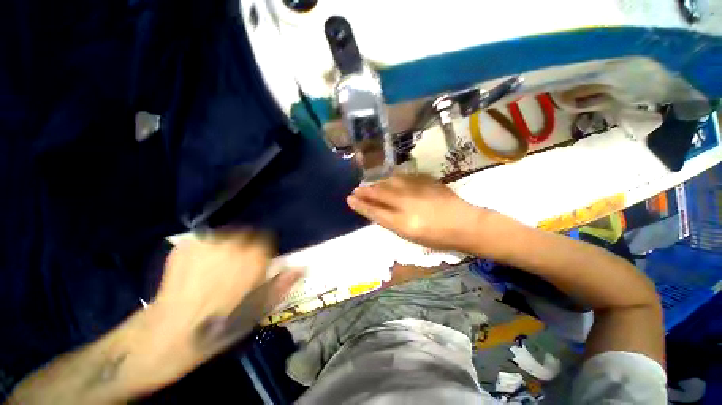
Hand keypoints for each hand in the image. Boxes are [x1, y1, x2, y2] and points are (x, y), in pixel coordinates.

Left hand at [152, 231, 301, 361]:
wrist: (169, 336)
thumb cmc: (221, 325)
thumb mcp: (259, 309)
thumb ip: (282, 284)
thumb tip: (301, 267)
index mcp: (255, 256)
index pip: (267, 239)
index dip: (263, 252)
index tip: (256, 265)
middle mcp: (234, 243)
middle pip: (246, 235)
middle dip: (245, 248)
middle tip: (234, 269)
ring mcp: (207, 242)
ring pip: (225, 236)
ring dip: (225, 247)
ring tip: (215, 269)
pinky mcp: (185, 246)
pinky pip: (203, 241)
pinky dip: (204, 250)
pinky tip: (196, 269)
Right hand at [347, 174, 484, 250]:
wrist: (465, 224)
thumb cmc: (438, 237)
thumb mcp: (411, 235)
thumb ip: (392, 222)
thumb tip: (378, 211)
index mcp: (403, 222)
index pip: (375, 211)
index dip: (361, 205)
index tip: (349, 199)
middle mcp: (407, 203)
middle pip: (380, 194)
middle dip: (365, 191)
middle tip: (356, 190)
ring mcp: (417, 189)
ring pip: (390, 183)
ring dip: (378, 184)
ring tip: (370, 185)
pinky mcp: (425, 181)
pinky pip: (404, 178)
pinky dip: (393, 179)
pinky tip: (390, 180)